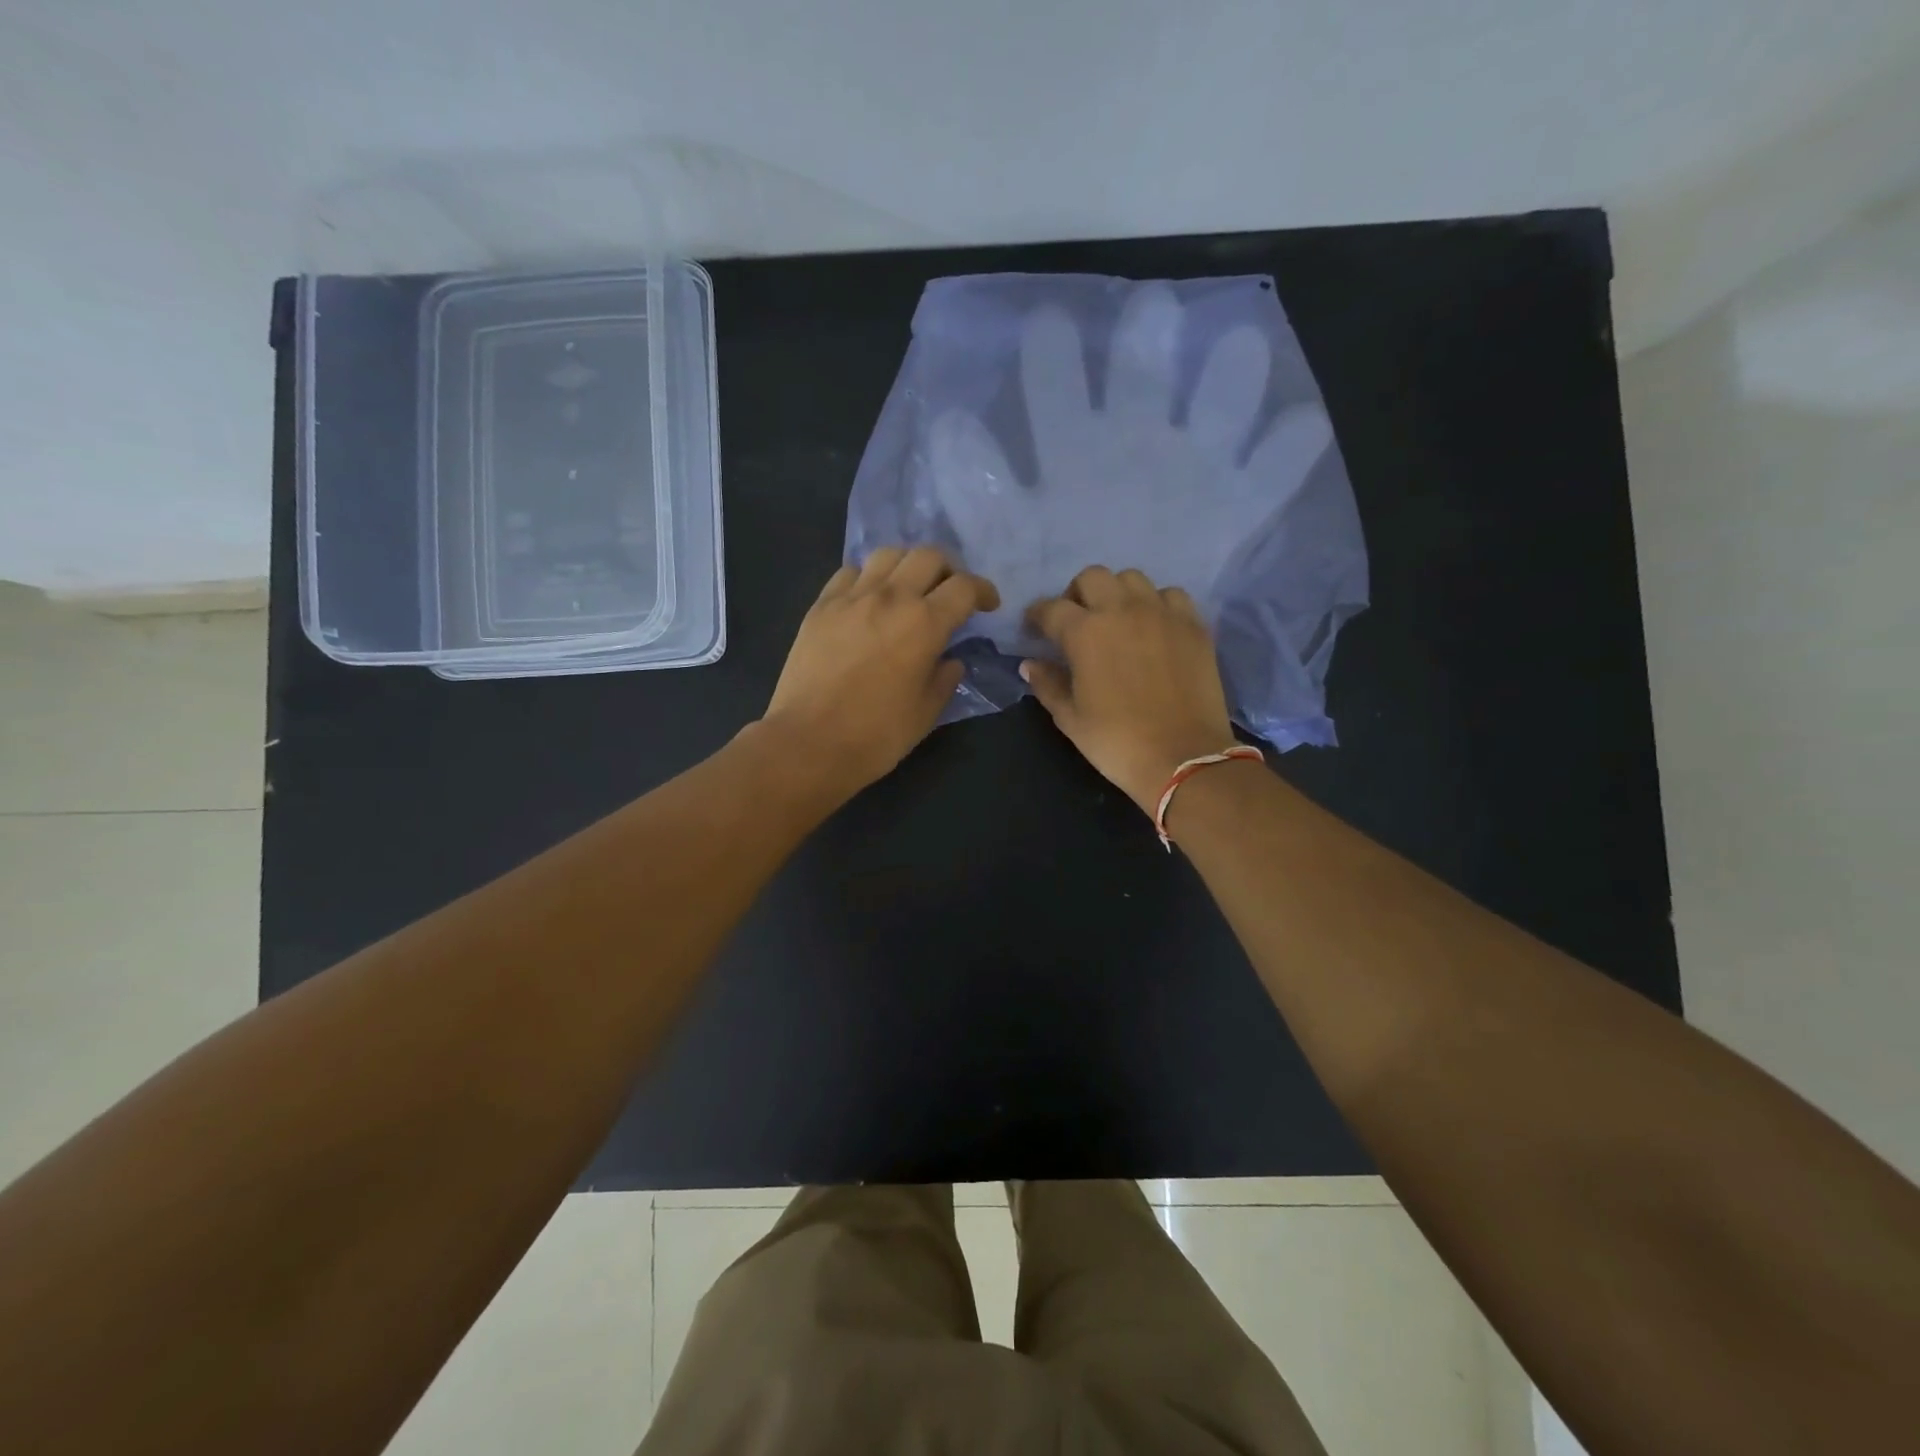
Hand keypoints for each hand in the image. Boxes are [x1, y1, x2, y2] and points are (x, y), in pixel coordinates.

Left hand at [760, 547, 998, 800]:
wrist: (809, 742)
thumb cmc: (876, 735)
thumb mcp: (926, 712)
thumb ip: (945, 679)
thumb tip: (950, 661)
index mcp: (925, 624)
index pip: (965, 587)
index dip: (983, 591)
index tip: (987, 605)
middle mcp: (891, 598)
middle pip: (928, 556)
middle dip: (948, 570)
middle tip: (949, 594)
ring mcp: (851, 598)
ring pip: (888, 554)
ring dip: (907, 566)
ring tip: (908, 590)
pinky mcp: (821, 606)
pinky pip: (849, 572)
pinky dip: (867, 578)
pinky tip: (868, 600)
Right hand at [1021, 565, 1238, 814]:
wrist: (1182, 757)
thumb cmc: (1116, 742)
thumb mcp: (1070, 718)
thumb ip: (1047, 684)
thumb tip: (1030, 664)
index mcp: (1085, 632)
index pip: (1050, 608)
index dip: (1037, 616)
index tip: (1034, 629)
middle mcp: (1121, 610)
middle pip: (1092, 577)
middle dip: (1077, 594)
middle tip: (1077, 621)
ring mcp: (1161, 613)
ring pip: (1132, 578)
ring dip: (1117, 593)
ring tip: (1117, 620)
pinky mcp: (1193, 624)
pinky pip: (1171, 595)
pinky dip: (1156, 603)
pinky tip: (1154, 627)